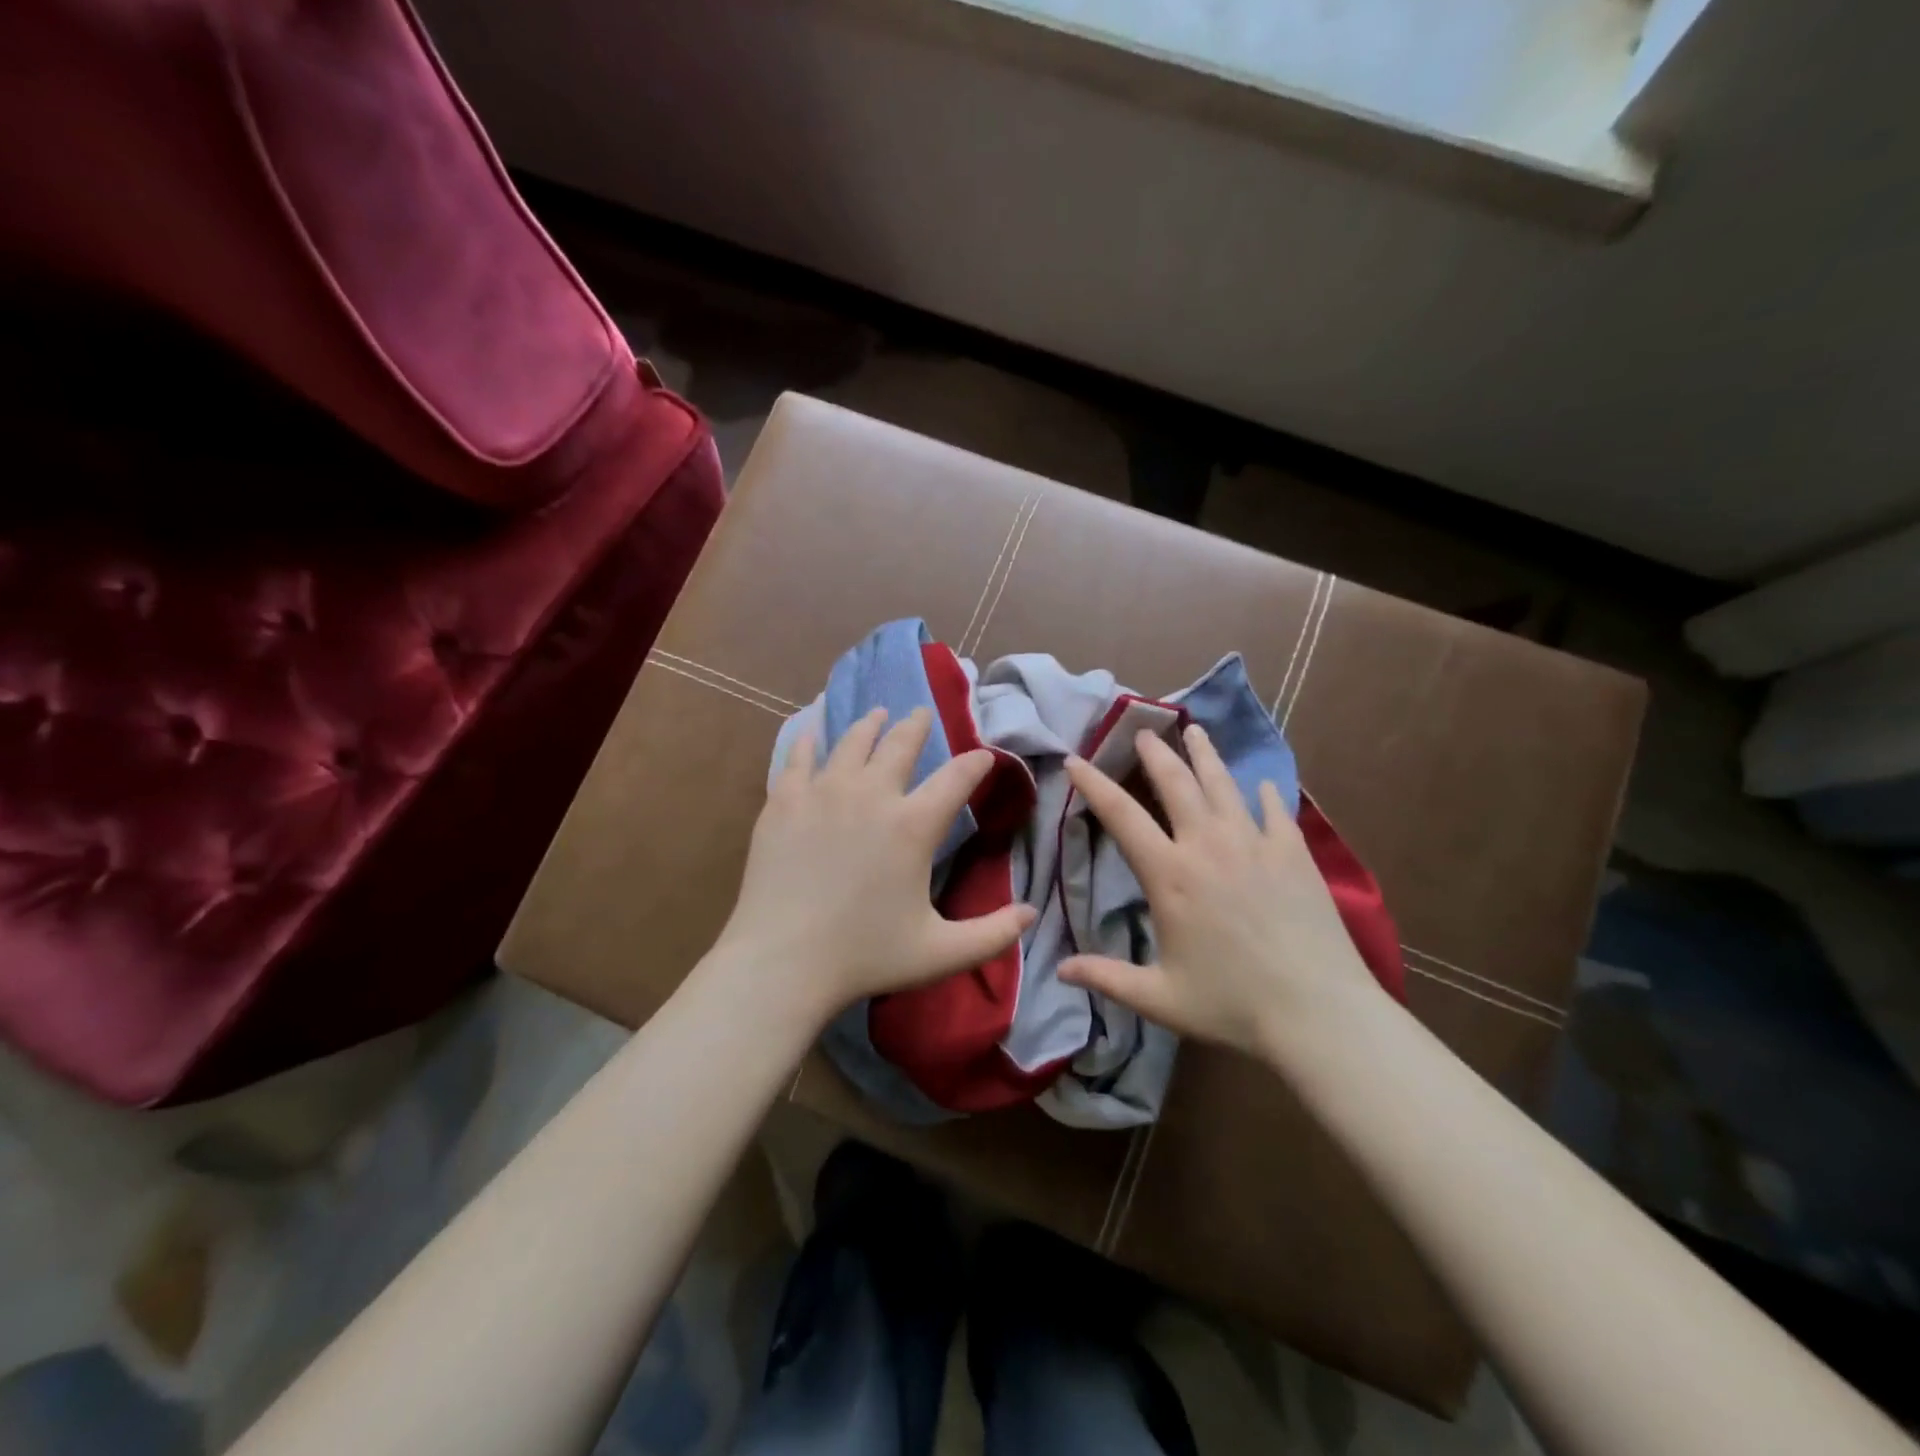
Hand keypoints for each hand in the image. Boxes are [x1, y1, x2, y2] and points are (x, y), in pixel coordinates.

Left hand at [715, 706, 1035, 1023]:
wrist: (782, 961)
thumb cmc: (864, 957)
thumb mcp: (941, 953)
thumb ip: (993, 934)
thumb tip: (1032, 914)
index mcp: (913, 825)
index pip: (957, 778)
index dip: (976, 763)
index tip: (984, 756)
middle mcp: (872, 794)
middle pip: (900, 743)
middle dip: (917, 724)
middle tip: (921, 713)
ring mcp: (823, 792)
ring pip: (853, 741)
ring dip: (871, 724)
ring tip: (877, 713)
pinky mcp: (785, 801)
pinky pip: (800, 756)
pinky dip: (811, 740)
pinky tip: (815, 731)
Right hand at [1058, 724, 1383, 1059]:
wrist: (1318, 1011)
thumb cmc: (1232, 1004)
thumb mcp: (1159, 998)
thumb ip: (1107, 978)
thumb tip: (1060, 970)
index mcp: (1170, 875)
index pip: (1121, 816)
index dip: (1094, 784)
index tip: (1075, 760)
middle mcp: (1208, 845)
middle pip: (1176, 783)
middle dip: (1154, 754)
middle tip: (1142, 731)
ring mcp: (1255, 843)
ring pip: (1224, 784)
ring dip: (1205, 755)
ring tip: (1194, 731)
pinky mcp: (1294, 853)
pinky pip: (1276, 810)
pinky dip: (1266, 793)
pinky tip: (1263, 785)